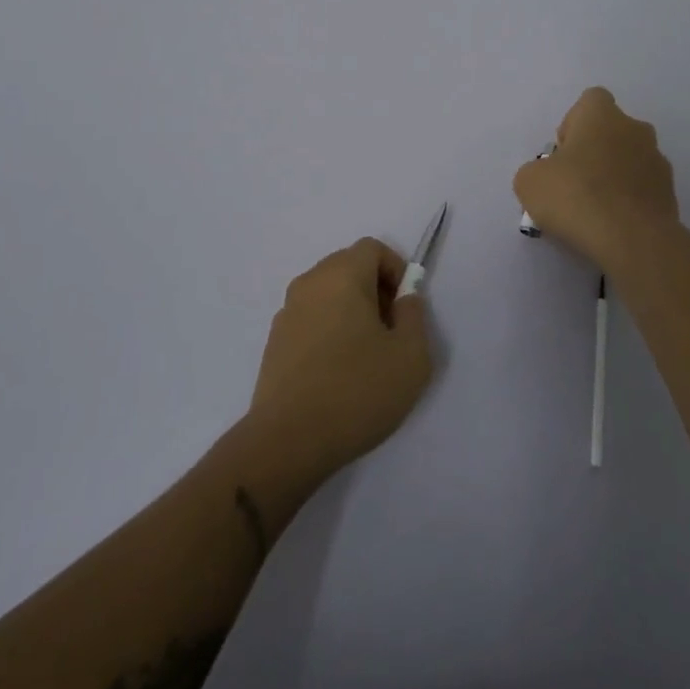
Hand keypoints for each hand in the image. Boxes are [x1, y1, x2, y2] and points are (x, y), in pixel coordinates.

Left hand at [247, 238, 433, 482]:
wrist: (288, 441)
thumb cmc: (356, 391)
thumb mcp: (410, 356)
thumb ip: (414, 316)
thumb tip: (405, 298)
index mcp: (342, 274)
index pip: (372, 248)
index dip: (395, 270)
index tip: (405, 308)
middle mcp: (310, 282)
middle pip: (348, 267)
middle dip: (375, 290)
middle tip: (391, 332)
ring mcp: (287, 311)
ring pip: (328, 294)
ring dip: (351, 311)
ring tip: (366, 357)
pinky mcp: (275, 341)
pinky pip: (311, 319)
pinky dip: (329, 331)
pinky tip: (338, 374)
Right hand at [514, 87, 679, 273]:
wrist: (632, 240)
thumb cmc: (576, 196)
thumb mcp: (529, 182)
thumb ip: (536, 170)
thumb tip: (549, 177)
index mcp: (602, 115)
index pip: (590, 100)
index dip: (573, 123)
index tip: (562, 153)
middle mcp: (636, 129)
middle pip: (612, 131)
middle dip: (595, 152)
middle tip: (574, 183)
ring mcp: (658, 162)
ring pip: (630, 161)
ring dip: (614, 177)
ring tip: (594, 211)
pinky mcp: (671, 195)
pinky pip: (643, 191)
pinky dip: (629, 202)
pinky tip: (613, 226)